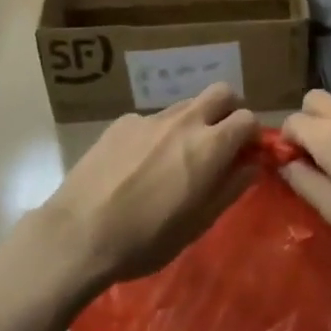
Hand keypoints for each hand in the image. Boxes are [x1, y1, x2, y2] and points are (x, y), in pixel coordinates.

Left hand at [42, 84, 258, 290]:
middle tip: (219, 144)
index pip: (248, 118)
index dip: (251, 136)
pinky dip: (157, 135)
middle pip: (221, 92)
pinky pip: (153, 120)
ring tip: (175, 159)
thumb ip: (230, 188)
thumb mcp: (198, 224)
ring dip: (193, 122)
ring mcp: (150, 118)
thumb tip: (251, 165)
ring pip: (186, 105)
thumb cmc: (146, 238)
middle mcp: (184, 121)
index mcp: (209, 146)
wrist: (79, 233)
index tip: (244, 156)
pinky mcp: (122, 122)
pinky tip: (138, 165)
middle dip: (228, 112)